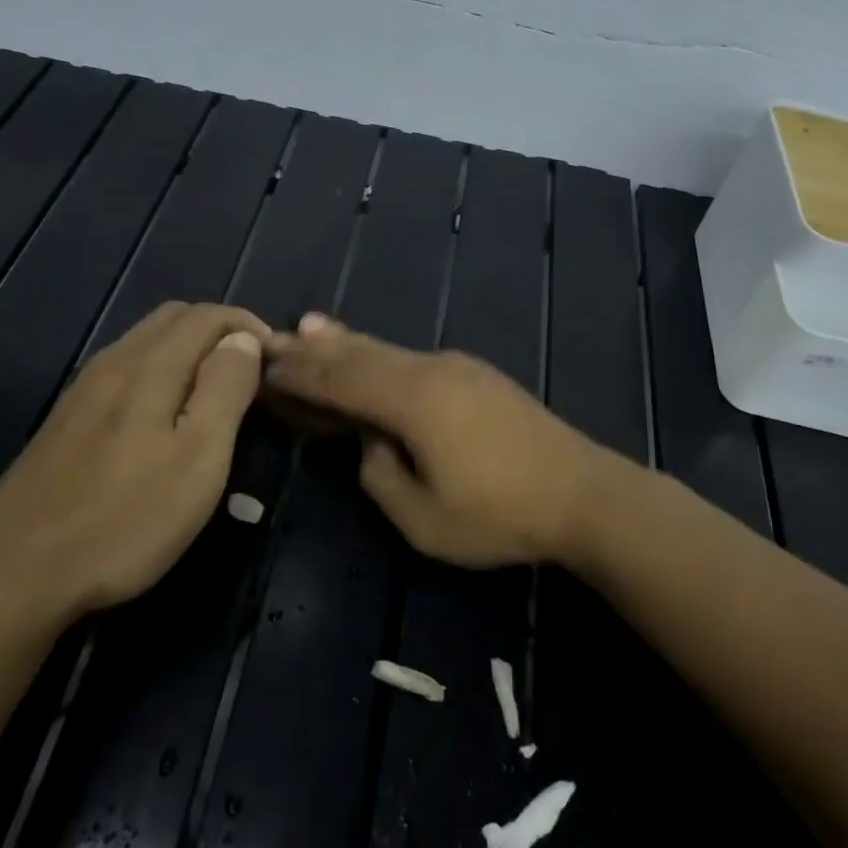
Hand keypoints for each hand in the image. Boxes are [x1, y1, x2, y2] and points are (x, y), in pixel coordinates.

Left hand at [0, 302, 269, 625]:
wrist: (14, 573)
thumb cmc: (125, 518)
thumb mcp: (198, 457)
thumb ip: (225, 388)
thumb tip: (244, 339)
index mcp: (150, 365)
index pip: (208, 315)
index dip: (248, 326)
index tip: (276, 362)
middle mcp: (114, 363)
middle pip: (174, 318)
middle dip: (220, 332)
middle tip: (250, 375)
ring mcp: (84, 390)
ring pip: (146, 343)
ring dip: (189, 351)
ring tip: (216, 394)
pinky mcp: (67, 420)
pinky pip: (125, 371)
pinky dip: (160, 372)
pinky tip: (165, 418)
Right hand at [263, 312, 636, 567]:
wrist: (584, 493)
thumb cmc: (501, 515)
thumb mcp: (424, 519)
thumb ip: (381, 475)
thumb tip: (371, 442)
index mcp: (413, 401)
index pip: (341, 381)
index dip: (301, 374)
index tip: (264, 365)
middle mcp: (431, 370)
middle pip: (361, 354)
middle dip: (315, 349)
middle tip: (273, 337)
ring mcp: (458, 367)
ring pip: (388, 350)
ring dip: (346, 343)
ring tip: (310, 328)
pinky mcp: (477, 376)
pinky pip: (412, 359)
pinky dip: (378, 355)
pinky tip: (370, 353)